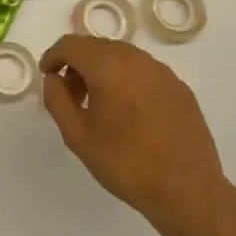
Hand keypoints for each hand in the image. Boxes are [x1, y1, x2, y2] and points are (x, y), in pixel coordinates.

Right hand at [40, 35, 232, 229]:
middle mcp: (136, 59)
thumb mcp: (77, 136)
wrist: (188, 191)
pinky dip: (127, 80)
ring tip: (99, 105)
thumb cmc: (126, 164)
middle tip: (71, 94)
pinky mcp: (180, 87)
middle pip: (96, 46)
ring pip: (121, 56)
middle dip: (77, 64)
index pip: (71, 44)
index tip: (47, 76)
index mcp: (108, 66)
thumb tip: (54, 78)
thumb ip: (57, 99)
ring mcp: (162, 72)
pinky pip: (143, 71)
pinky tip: (129, 112)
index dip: (53, 56)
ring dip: (102, 70)